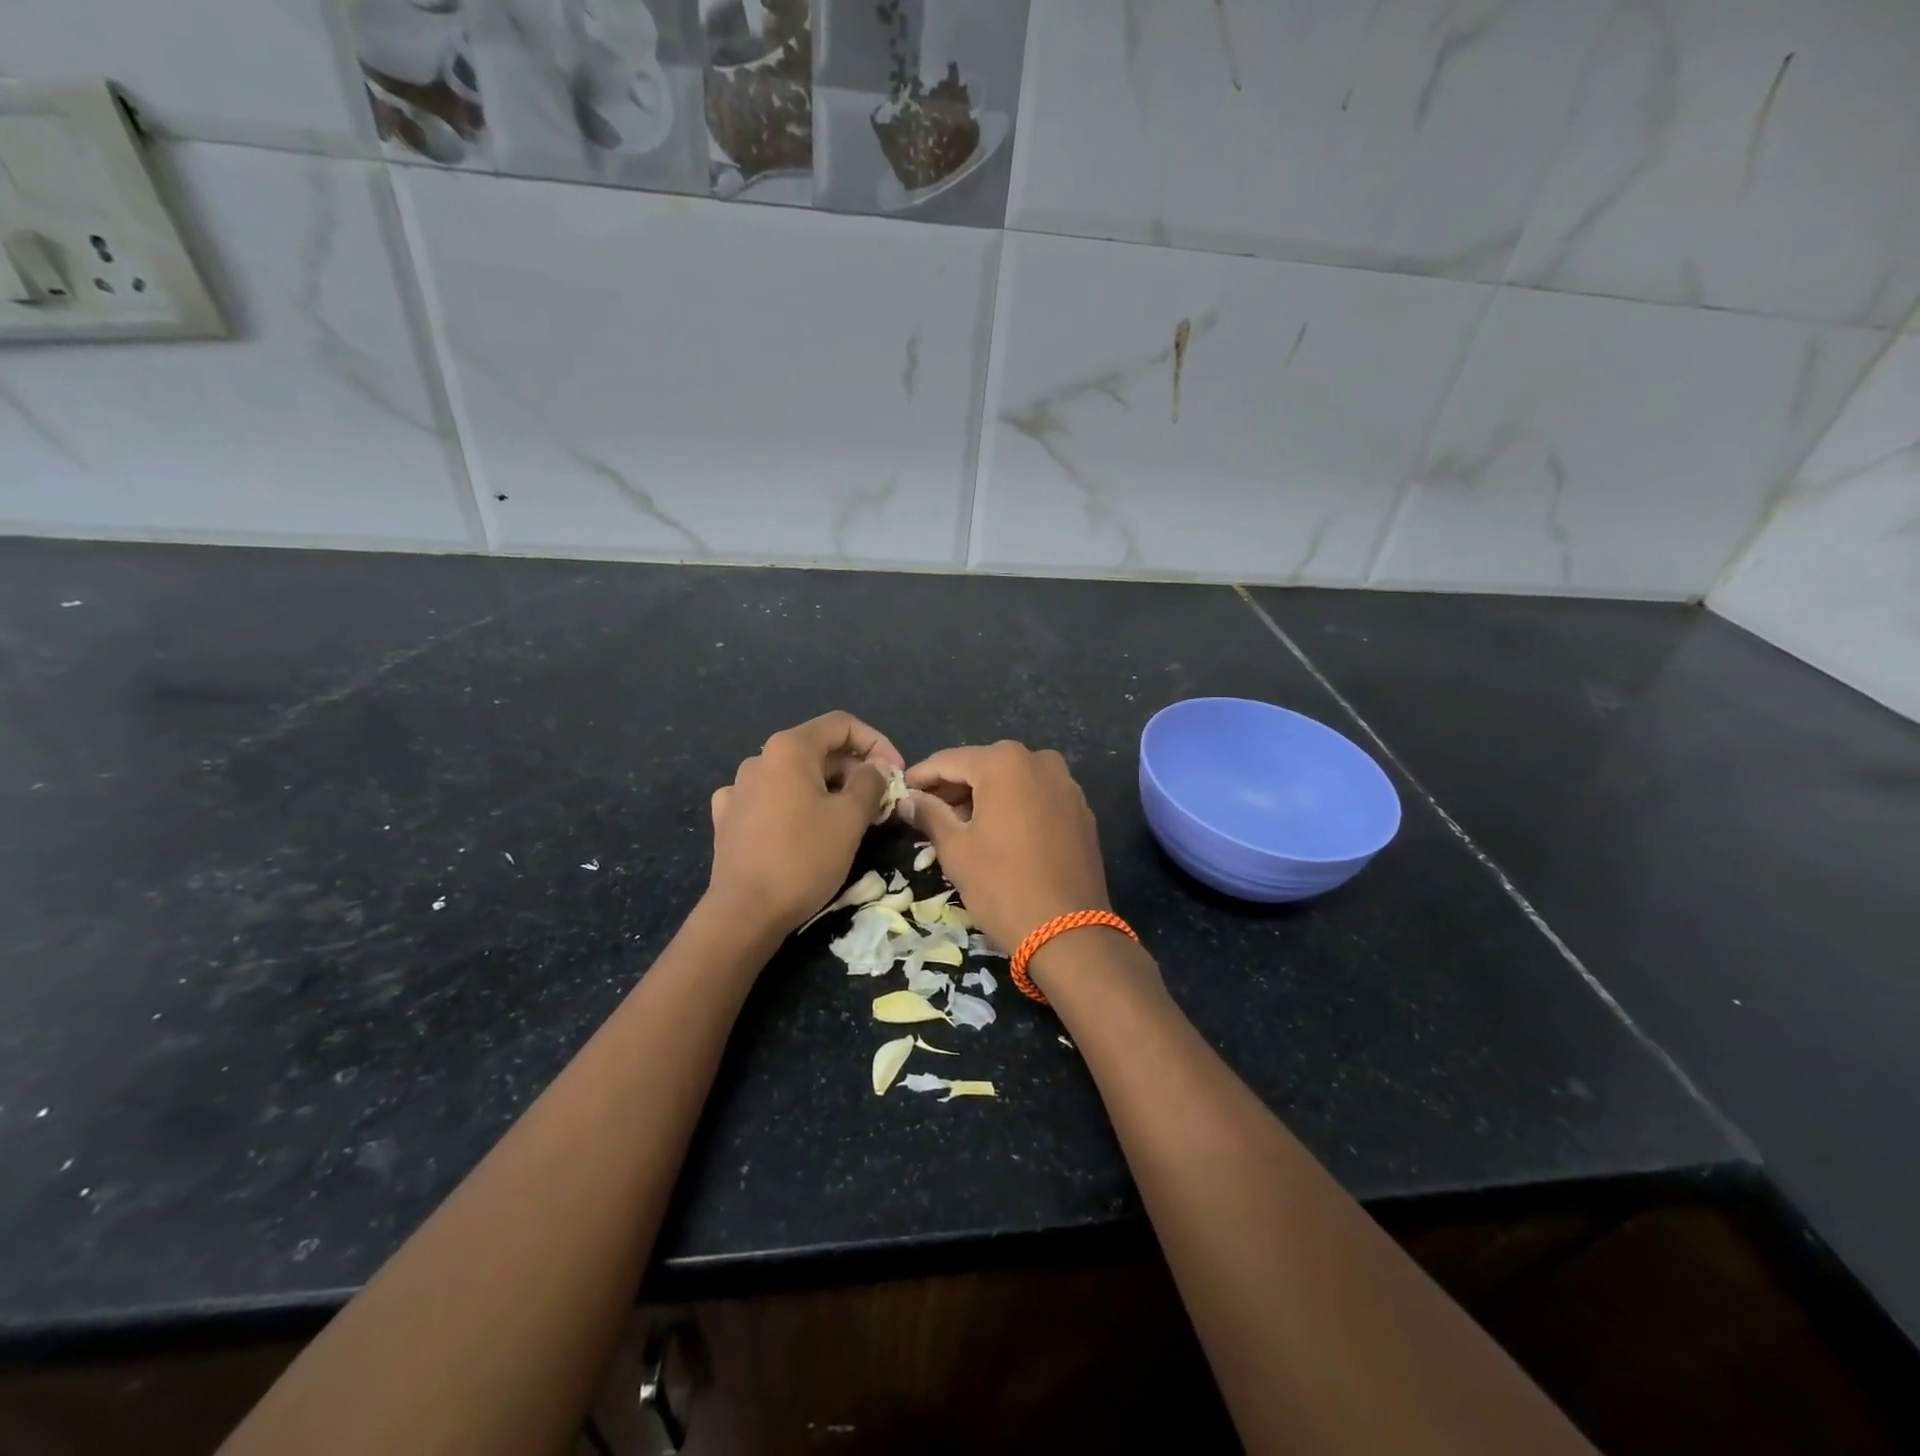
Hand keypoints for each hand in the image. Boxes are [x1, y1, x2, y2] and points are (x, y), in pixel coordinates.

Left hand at [708, 712, 904, 936]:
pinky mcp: (729, 818)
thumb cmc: (804, 858)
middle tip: (880, 802)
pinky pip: (770, 798)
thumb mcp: (850, 818)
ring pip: (795, 776)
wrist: (744, 913)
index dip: (877, 743)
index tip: (896, 773)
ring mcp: (738, 788)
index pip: (842, 724)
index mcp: (789, 748)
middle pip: (819, 750)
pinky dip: (793, 805)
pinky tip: (800, 826)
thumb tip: (874, 768)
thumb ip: (870, 783)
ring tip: (849, 818)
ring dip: (827, 789)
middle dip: (855, 770)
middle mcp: (759, 758)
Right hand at [904, 741, 1110, 954]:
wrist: (1069, 932)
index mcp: (1005, 763)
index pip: (950, 761)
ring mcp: (1066, 784)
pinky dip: (1014, 806)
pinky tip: (998, 831)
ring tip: (958, 823)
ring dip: (984, 796)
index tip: (900, 791)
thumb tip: (908, 799)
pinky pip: (1037, 797)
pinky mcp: (1081, 810)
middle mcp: (1040, 761)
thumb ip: (930, 814)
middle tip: (926, 810)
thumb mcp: (956, 849)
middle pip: (984, 766)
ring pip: (1013, 780)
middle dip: (954, 786)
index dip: (921, 776)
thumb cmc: (1002, 885)